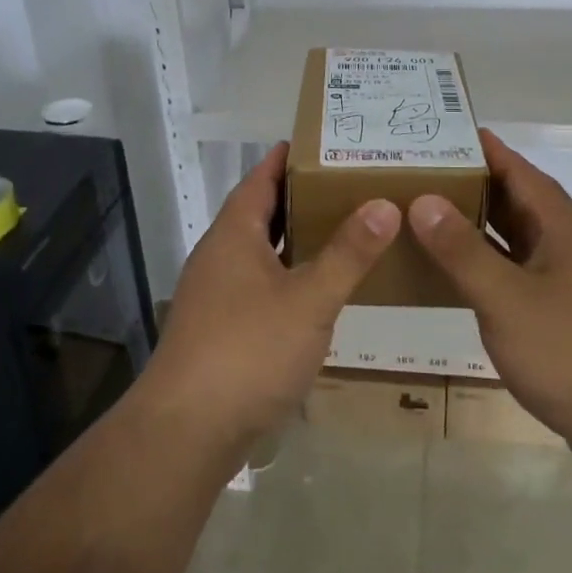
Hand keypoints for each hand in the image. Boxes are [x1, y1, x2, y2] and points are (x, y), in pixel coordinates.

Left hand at [142, 143, 399, 456]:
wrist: (186, 431)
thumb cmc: (248, 351)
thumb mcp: (310, 299)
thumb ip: (349, 253)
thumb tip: (385, 203)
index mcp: (234, 235)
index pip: (261, 178)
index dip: (289, 158)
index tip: (326, 141)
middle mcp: (220, 256)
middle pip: (261, 212)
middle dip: (301, 196)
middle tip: (350, 183)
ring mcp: (216, 294)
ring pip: (260, 251)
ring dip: (295, 238)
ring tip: (343, 228)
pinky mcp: (220, 328)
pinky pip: (260, 283)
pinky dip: (288, 274)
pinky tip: (317, 289)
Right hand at [407, 130, 571, 459]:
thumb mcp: (507, 300)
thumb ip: (463, 250)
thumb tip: (423, 200)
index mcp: (563, 225)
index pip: (516, 169)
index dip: (478, 148)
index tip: (434, 132)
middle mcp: (569, 244)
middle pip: (515, 200)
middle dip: (468, 184)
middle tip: (414, 173)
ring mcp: (570, 281)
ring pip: (515, 239)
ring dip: (475, 227)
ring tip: (422, 215)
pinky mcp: (566, 315)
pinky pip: (517, 273)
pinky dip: (486, 266)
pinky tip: (454, 275)